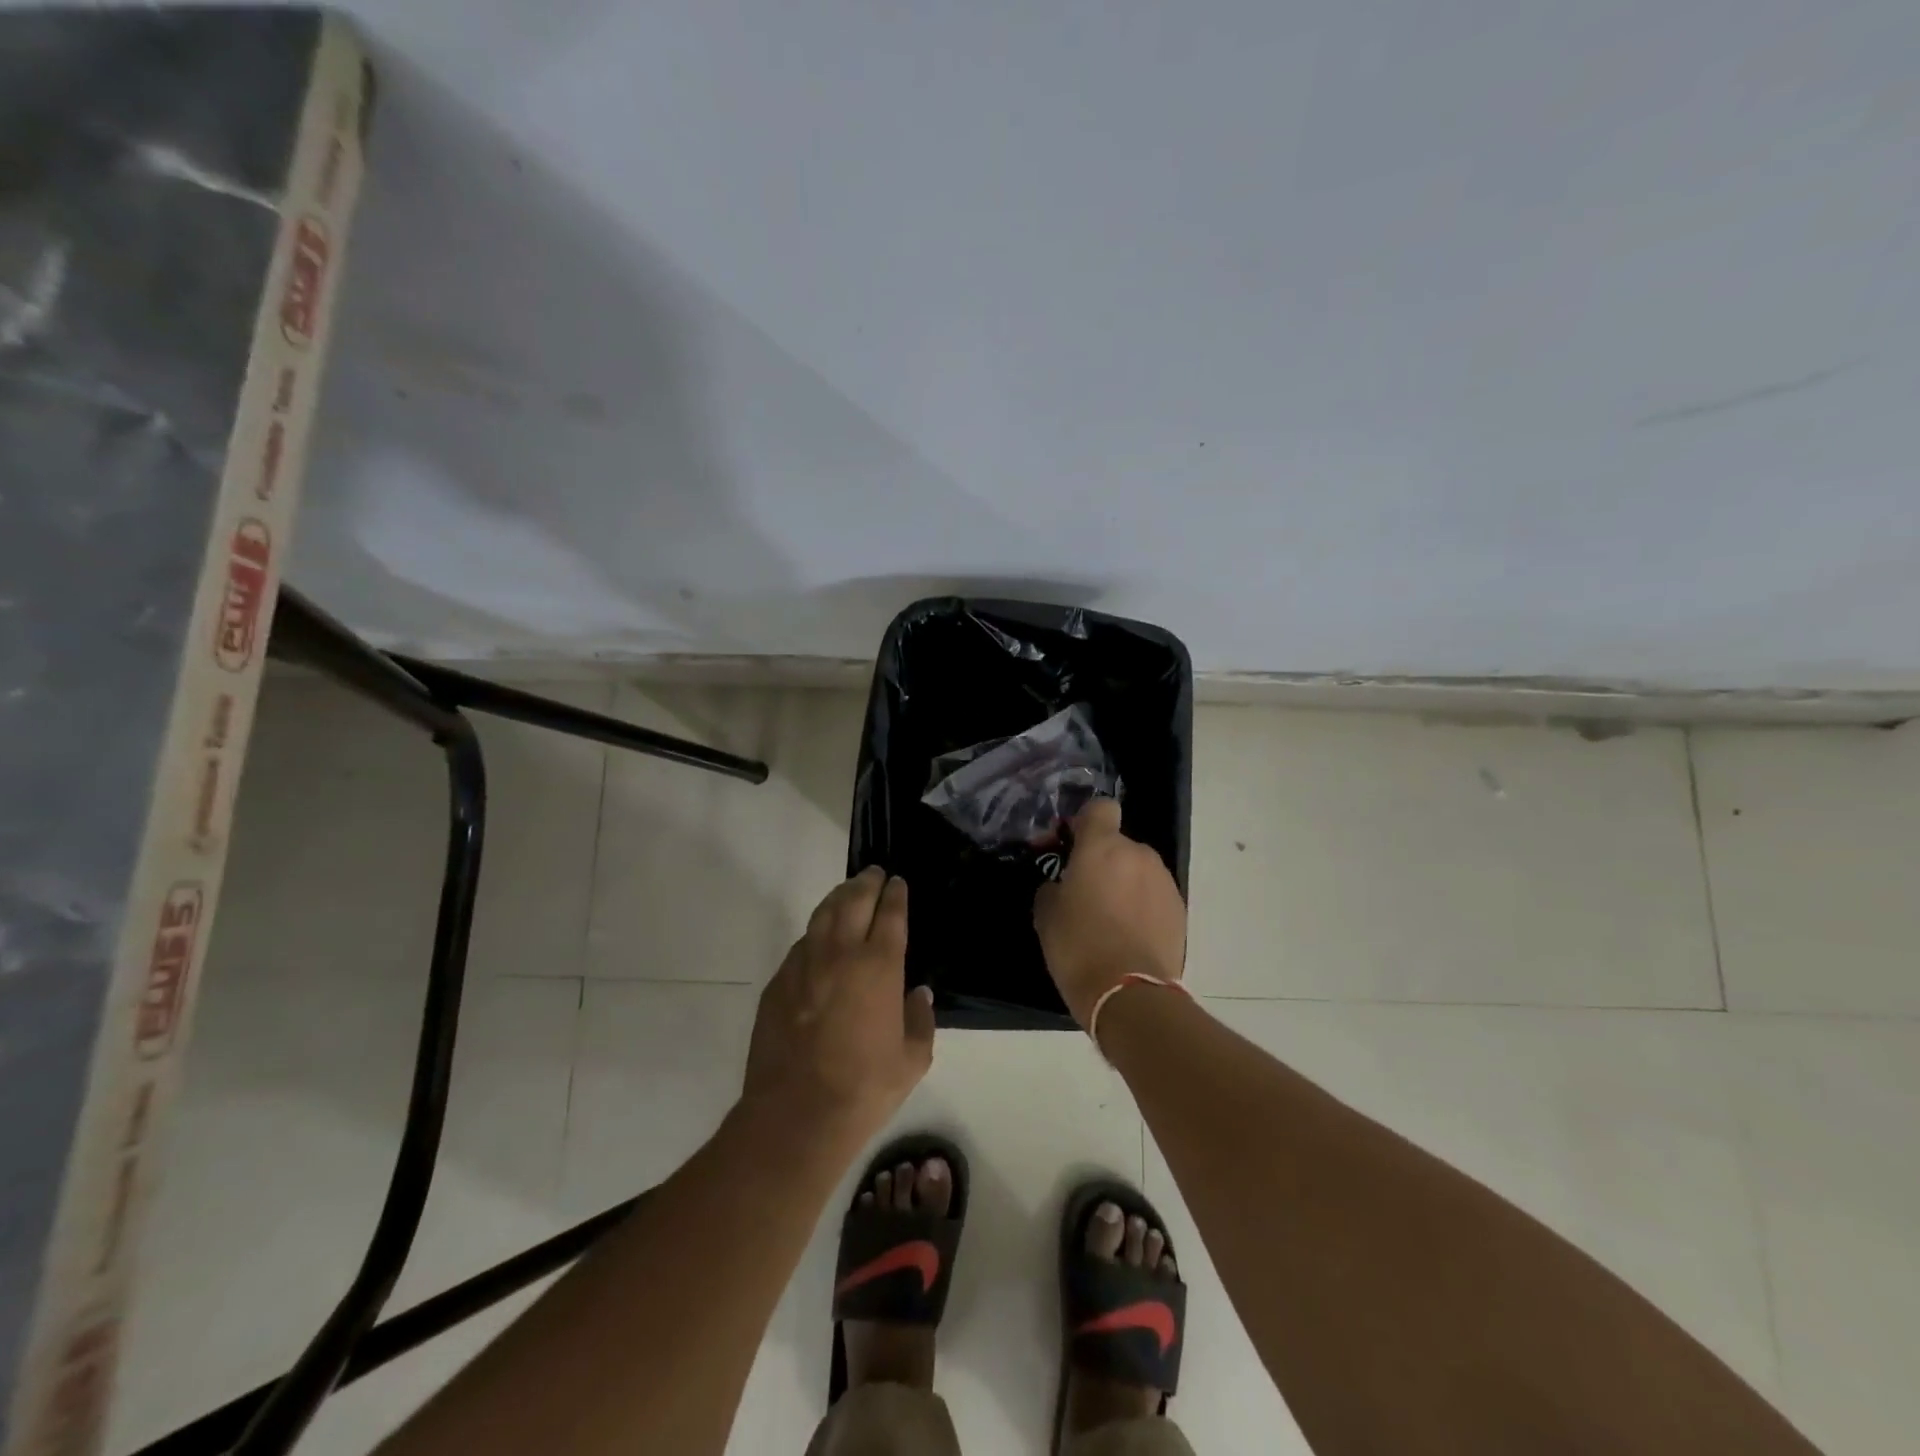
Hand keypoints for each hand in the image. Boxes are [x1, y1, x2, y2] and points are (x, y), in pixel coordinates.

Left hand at [742, 867, 935, 1145]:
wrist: (796, 1115)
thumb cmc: (864, 1088)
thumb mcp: (912, 1060)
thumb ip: (920, 1020)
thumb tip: (918, 994)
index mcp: (878, 966)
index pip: (890, 915)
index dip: (895, 894)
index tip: (898, 882)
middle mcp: (840, 954)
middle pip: (853, 901)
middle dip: (866, 883)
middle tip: (874, 873)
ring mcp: (803, 965)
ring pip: (822, 915)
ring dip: (838, 897)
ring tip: (848, 891)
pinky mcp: (777, 983)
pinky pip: (801, 945)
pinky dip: (815, 932)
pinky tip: (819, 938)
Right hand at [1034, 798, 1186, 1025]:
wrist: (1130, 994)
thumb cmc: (1078, 946)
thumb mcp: (1046, 915)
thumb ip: (1054, 887)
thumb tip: (1062, 885)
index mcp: (1102, 847)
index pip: (1100, 808)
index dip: (1086, 821)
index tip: (1073, 845)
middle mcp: (1137, 855)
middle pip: (1118, 844)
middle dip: (1103, 862)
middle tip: (1085, 893)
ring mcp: (1163, 881)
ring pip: (1137, 870)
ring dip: (1124, 884)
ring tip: (1110, 920)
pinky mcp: (1180, 909)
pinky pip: (1153, 895)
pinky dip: (1142, 906)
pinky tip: (1129, 936)